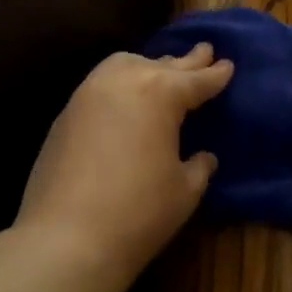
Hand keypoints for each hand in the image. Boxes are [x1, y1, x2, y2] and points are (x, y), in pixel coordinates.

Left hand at [16, 43, 234, 274]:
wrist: (66, 239)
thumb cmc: (139, 212)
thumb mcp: (184, 190)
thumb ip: (198, 166)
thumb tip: (203, 156)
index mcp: (160, 94)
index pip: (196, 80)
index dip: (215, 74)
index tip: (227, 65)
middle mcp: (123, 82)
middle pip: (161, 65)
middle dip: (185, 62)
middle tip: (203, 52)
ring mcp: (88, 95)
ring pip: (124, 66)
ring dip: (147, 66)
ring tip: (161, 70)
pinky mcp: (65, 115)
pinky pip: (100, 85)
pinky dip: (120, 84)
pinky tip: (125, 99)